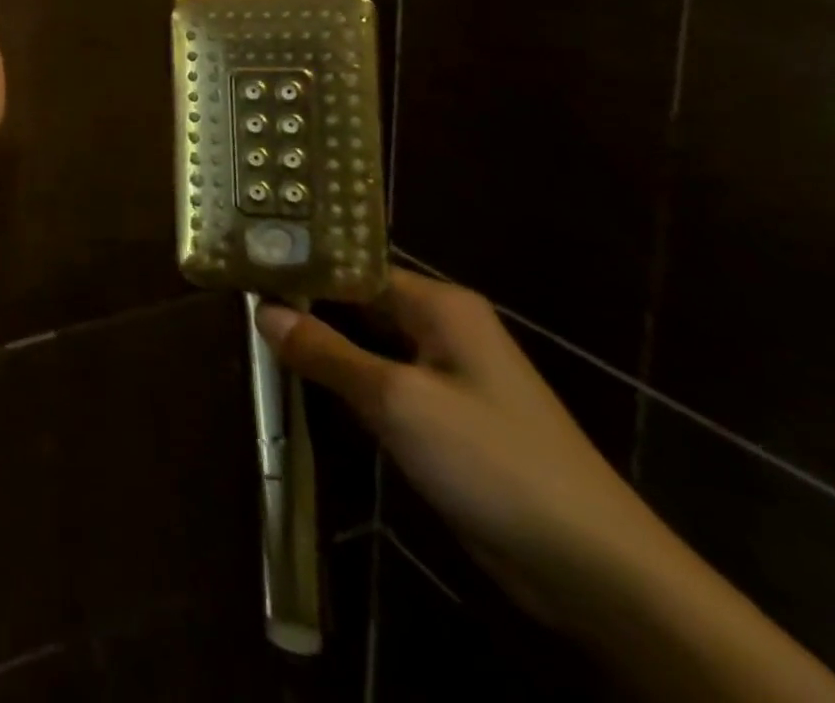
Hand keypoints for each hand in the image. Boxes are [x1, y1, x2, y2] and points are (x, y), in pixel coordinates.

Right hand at [257, 272, 669, 638]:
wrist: (598, 574)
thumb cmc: (494, 462)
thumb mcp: (398, 401)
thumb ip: (327, 352)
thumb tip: (263, 310)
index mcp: (438, 304)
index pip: (353, 265)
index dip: (300, 262)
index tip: (243, 261)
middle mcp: (441, 327)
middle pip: (356, 300)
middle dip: (303, 300)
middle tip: (237, 291)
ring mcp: (445, 374)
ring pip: (365, 342)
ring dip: (319, 340)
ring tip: (250, 325)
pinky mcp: (444, 418)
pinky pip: (380, 380)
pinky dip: (342, 376)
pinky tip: (298, 376)